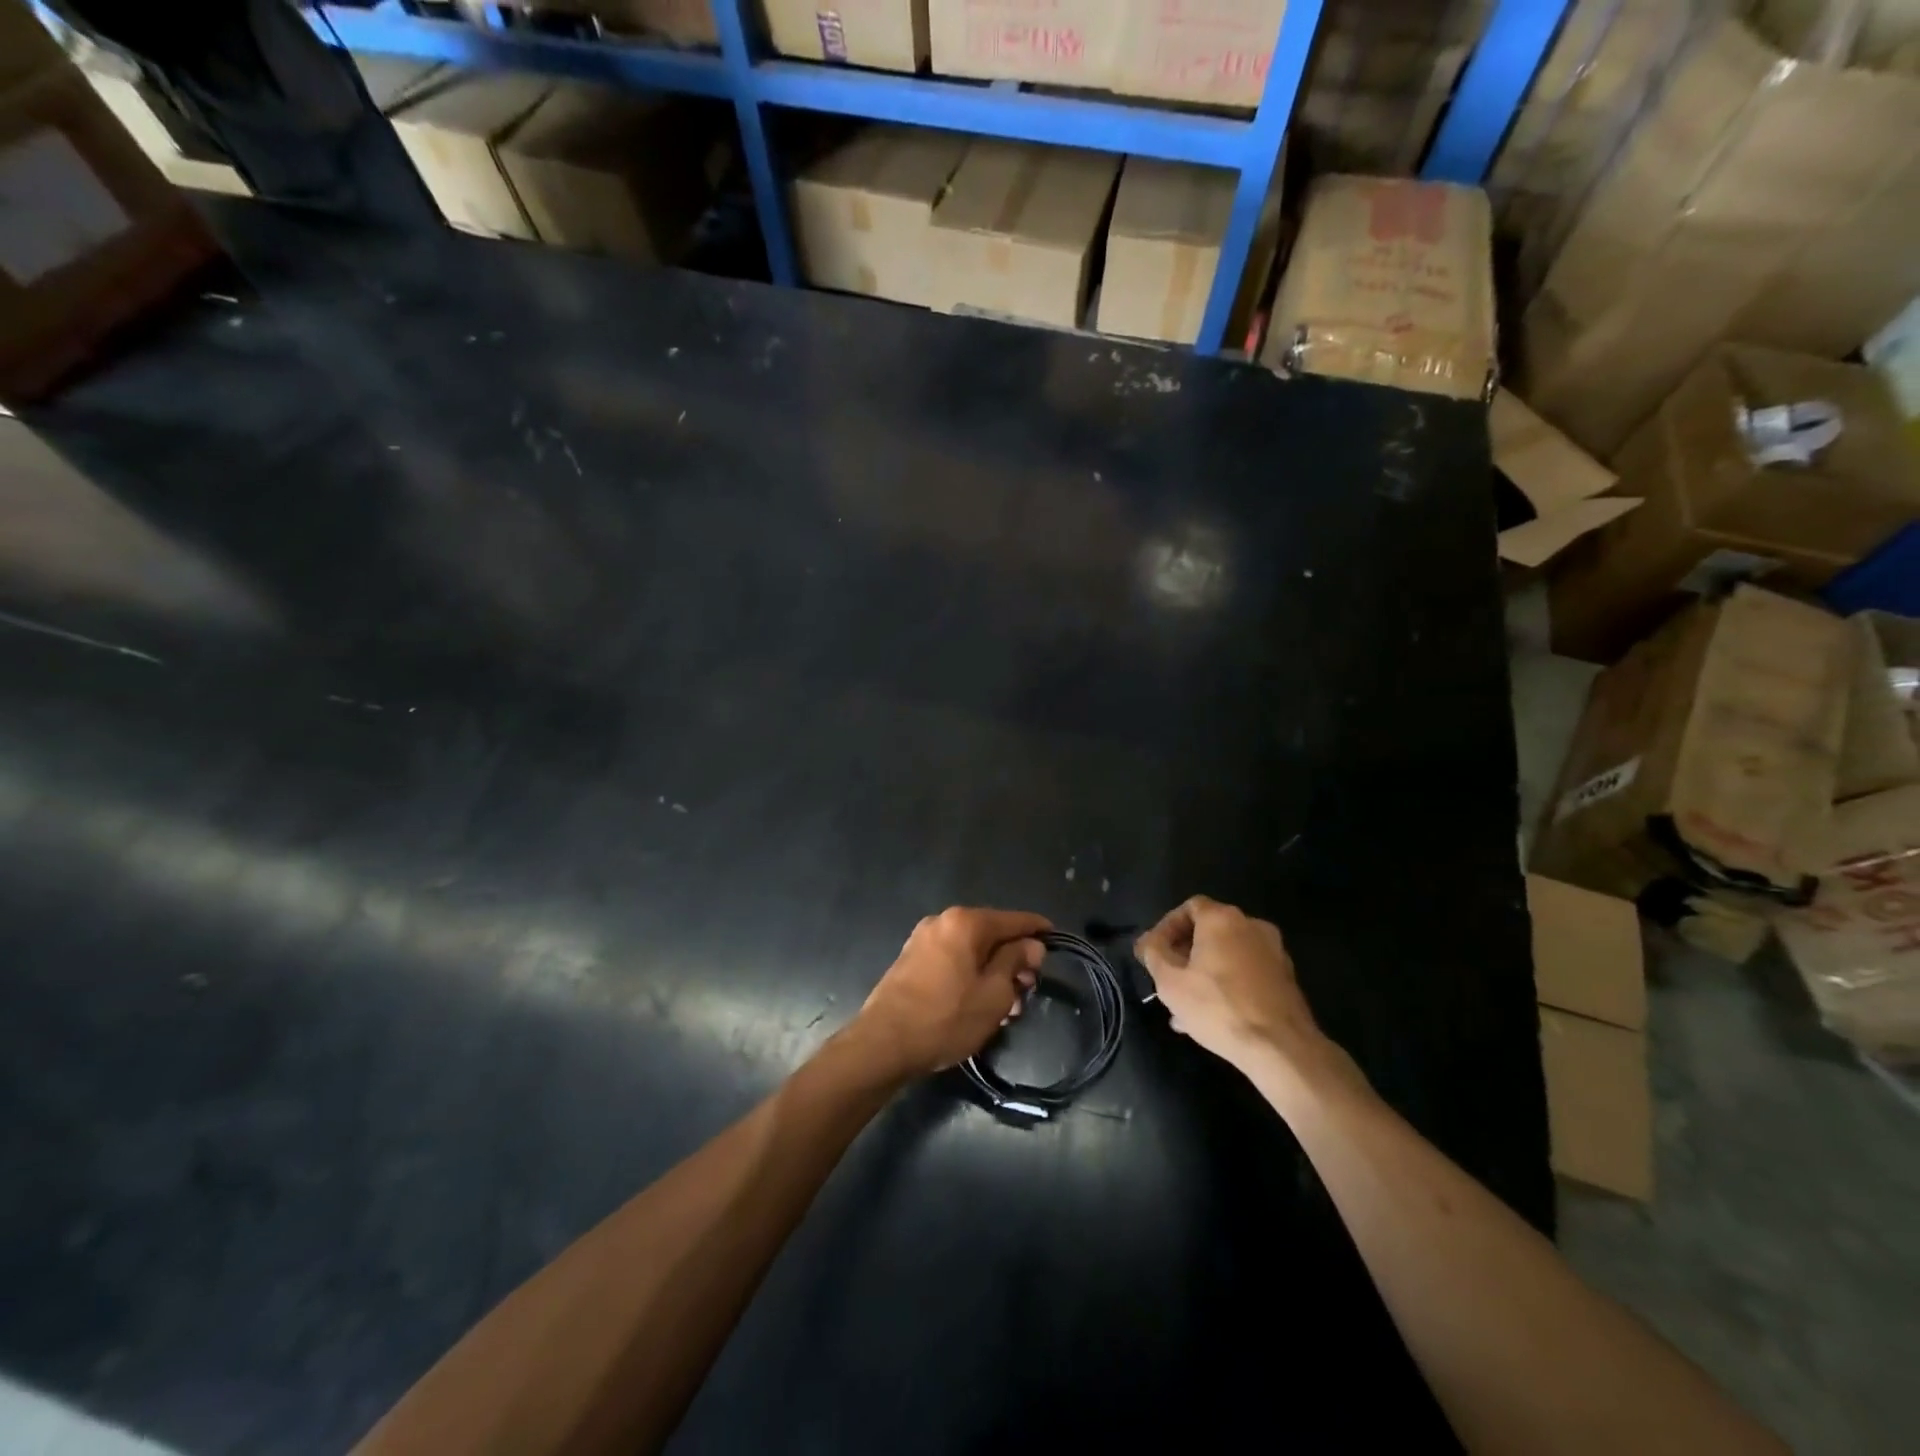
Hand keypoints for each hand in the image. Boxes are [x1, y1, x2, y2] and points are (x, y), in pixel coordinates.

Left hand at [853, 907, 1049, 1077]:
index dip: (1038, 931)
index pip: (1014, 919)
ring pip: (971, 950)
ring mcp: (923, 939)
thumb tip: (1031, 945)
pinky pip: (952, 960)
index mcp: (966, 922)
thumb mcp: (995, 994)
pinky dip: (970, 975)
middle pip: (991, 934)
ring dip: (992, 972)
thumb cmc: (946, 1018)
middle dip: (1014, 960)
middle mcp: (943, 921)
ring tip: (1006, 1008)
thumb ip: (1016, 961)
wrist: (883, 1044)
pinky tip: (978, 1004)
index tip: (1056, 941)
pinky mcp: (911, 960)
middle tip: (1027, 992)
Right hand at [1135, 896, 1326, 1072]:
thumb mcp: (1170, 982)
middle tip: (1168, 980)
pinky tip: (1213, 1016)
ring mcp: (1274, 952)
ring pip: (1228, 955)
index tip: (1154, 953)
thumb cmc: (1218, 1007)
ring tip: (1186, 1006)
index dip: (1166, 927)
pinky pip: (1246, 973)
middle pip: (1209, 931)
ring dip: (1204, 973)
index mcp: (1223, 919)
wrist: (1281, 1048)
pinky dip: (1227, 984)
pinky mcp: (1286, 979)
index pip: (1189, 907)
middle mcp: (1252, 926)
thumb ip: (1153, 954)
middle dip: (1184, 954)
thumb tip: (1148, 942)